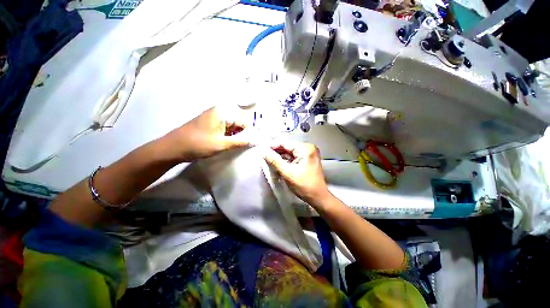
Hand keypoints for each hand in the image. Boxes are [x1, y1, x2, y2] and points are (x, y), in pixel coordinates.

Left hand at [167, 106, 250, 161]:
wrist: (173, 148)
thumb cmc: (198, 144)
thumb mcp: (222, 144)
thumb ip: (241, 142)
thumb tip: (256, 140)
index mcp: (222, 112)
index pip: (244, 121)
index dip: (250, 132)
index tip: (253, 142)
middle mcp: (219, 112)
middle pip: (238, 122)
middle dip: (243, 134)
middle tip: (246, 145)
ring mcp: (214, 117)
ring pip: (232, 126)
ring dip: (236, 135)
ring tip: (238, 145)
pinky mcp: (210, 124)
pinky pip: (225, 128)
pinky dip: (229, 136)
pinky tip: (229, 143)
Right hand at [262, 141, 330, 205]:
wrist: (318, 197)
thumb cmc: (304, 185)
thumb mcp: (287, 172)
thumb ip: (274, 160)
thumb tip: (263, 151)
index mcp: (305, 149)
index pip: (285, 143)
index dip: (273, 146)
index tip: (262, 150)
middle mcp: (308, 148)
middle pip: (288, 147)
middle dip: (276, 152)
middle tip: (265, 156)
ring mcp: (309, 153)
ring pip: (290, 152)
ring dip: (281, 156)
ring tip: (270, 160)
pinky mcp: (308, 159)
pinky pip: (294, 156)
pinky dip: (286, 160)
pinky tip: (279, 163)